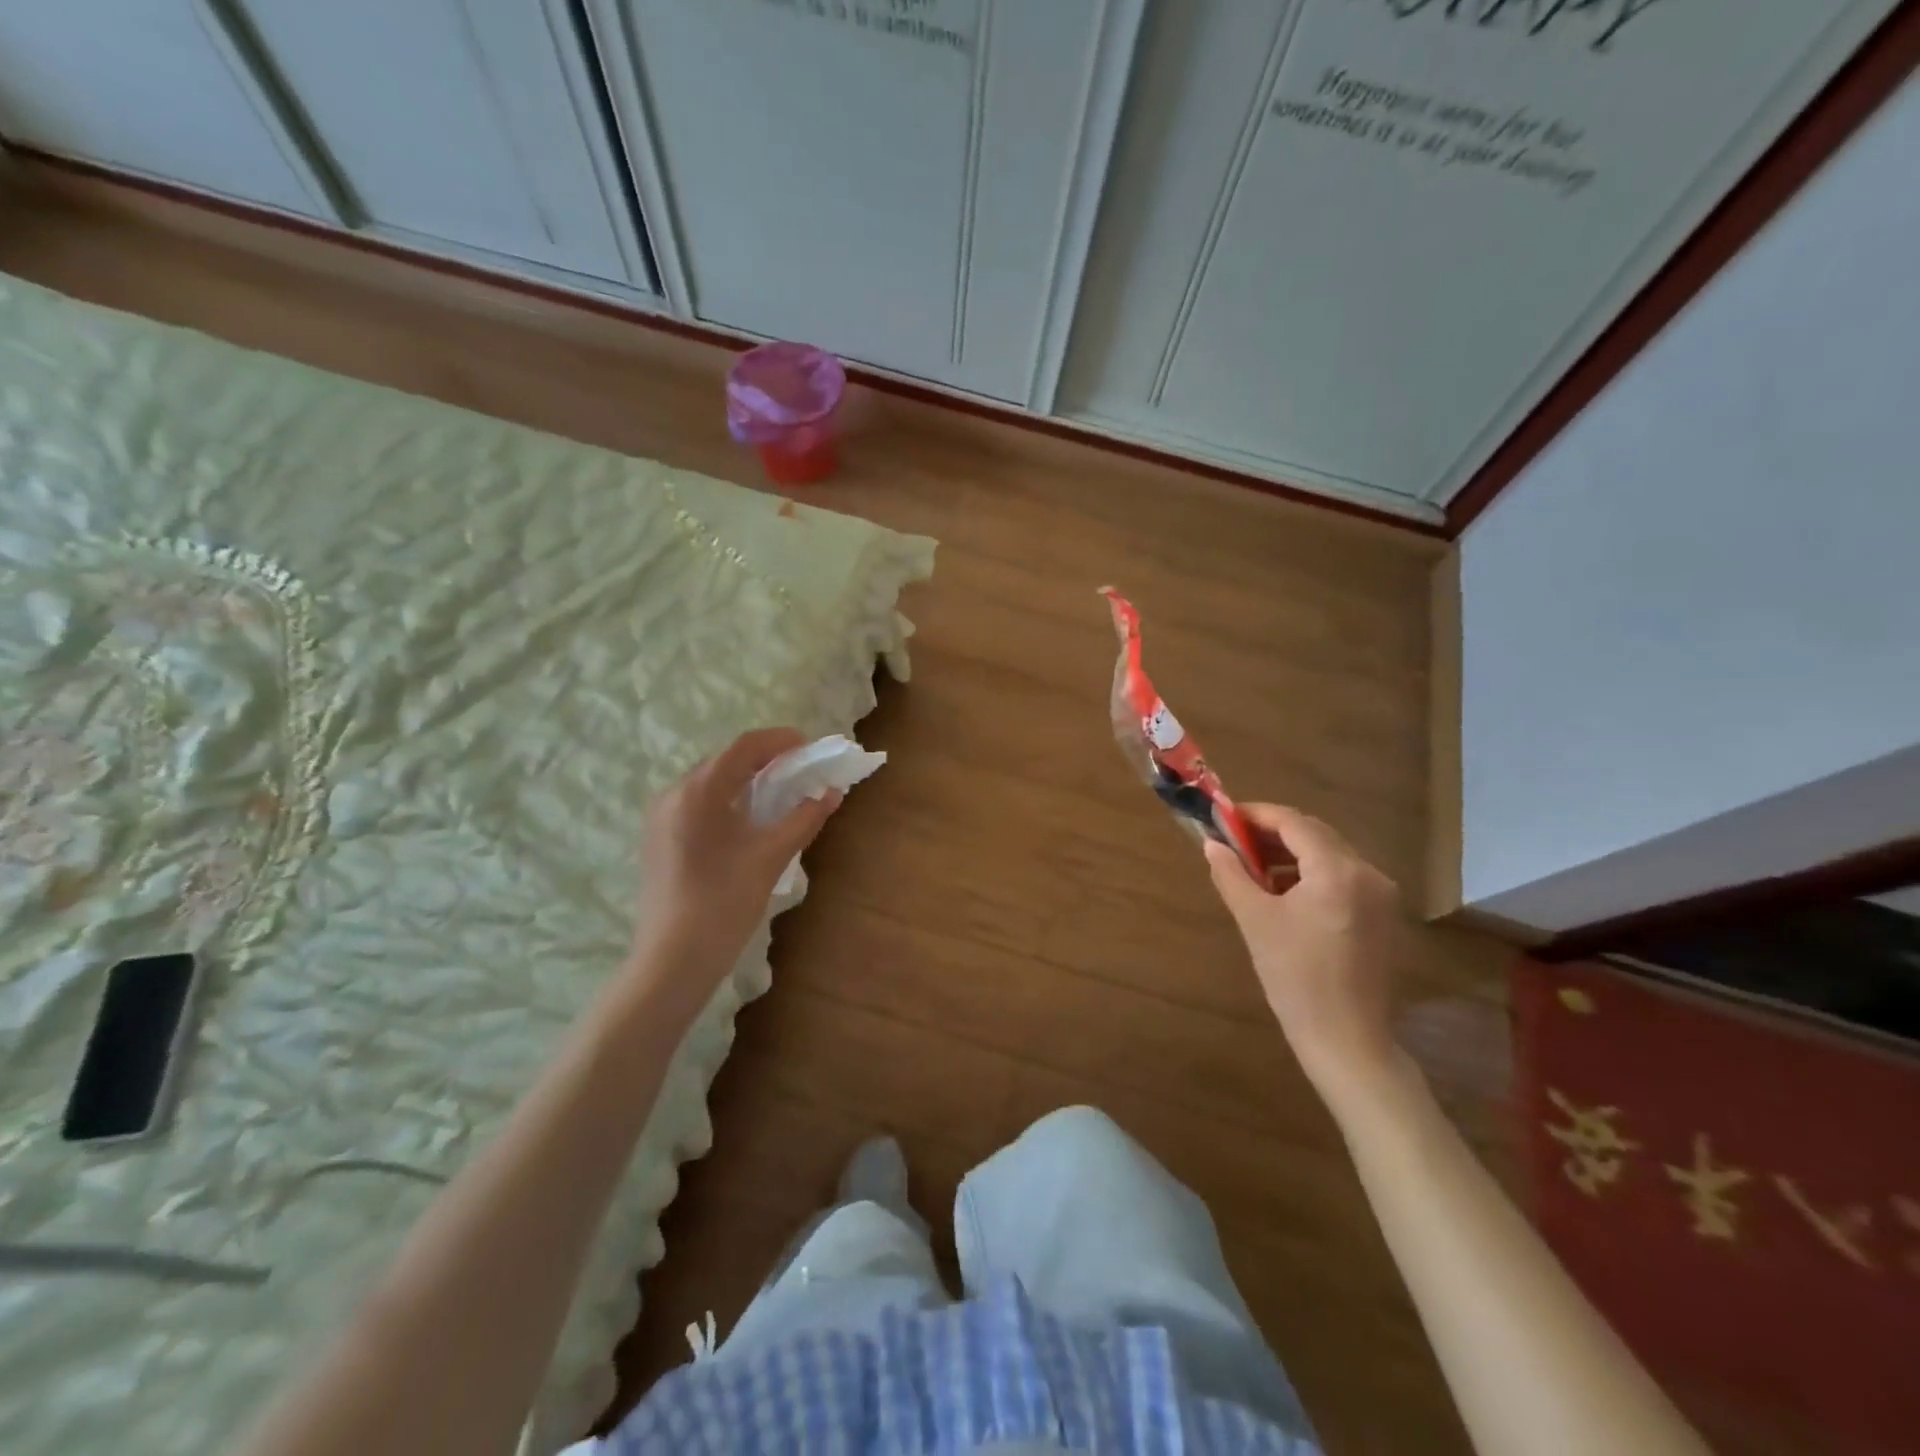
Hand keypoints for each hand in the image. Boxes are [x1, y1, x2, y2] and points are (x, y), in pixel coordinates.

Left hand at [627, 727, 840, 1001]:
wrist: (672, 961)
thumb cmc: (723, 904)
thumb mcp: (770, 858)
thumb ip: (803, 819)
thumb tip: (831, 794)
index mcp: (698, 792)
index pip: (745, 747)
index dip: (781, 740)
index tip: (811, 748)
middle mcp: (673, 794)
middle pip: (726, 760)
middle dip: (767, 760)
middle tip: (801, 772)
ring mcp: (661, 816)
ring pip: (711, 782)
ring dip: (748, 780)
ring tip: (781, 795)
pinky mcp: (659, 838)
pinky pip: (698, 803)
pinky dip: (729, 800)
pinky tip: (749, 822)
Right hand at [1204, 804, 1411, 1101]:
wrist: (1347, 1039)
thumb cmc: (1295, 977)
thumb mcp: (1255, 920)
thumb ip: (1231, 874)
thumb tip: (1212, 844)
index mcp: (1337, 870)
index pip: (1293, 822)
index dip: (1256, 815)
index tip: (1224, 817)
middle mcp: (1368, 872)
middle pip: (1315, 834)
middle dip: (1273, 833)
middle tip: (1234, 841)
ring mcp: (1381, 895)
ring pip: (1330, 855)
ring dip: (1291, 854)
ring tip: (1254, 869)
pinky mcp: (1383, 916)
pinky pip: (1343, 877)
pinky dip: (1312, 874)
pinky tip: (1285, 894)